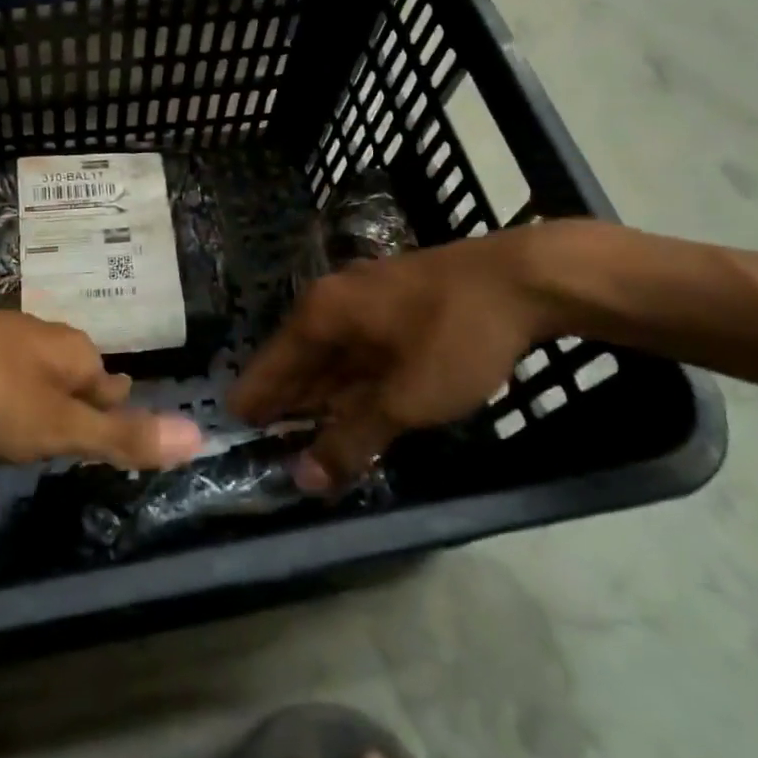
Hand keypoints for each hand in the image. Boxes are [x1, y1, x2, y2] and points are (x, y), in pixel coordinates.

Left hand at [0, 295, 204, 469]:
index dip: (116, 410)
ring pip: (27, 373)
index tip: (119, 434)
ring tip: (34, 429)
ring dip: (34, 398)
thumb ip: (121, 436)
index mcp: (71, 350)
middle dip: (78, 400)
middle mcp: (37, 337)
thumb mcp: (56, 427)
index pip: (111, 384)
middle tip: (78, 434)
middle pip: (71, 374)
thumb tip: (201, 435)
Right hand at [231, 227, 562, 490]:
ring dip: (322, 393)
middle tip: (268, 440)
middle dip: (287, 400)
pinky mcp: (400, 303)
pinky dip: (354, 381)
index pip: (270, 363)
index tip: (233, 428)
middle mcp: (336, 300)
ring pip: (334, 354)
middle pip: (299, 357)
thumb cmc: (453, 335)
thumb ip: (352, 439)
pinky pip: (362, 349)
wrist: (524, 278)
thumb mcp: (405, 399)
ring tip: (306, 430)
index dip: (254, 398)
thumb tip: (304, 480)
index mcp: (322, 314)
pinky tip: (356, 403)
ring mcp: (370, 298)